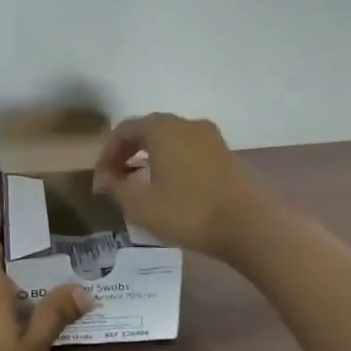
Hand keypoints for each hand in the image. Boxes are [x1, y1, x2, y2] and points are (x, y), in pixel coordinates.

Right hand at [91, 112, 260, 260]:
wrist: (249, 226)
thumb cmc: (187, 212)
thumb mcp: (140, 205)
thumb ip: (115, 188)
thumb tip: (103, 179)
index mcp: (162, 129)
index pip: (124, 130)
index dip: (107, 153)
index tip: (101, 179)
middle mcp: (185, 124)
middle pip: (147, 130)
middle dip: (127, 152)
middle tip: (116, 179)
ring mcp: (210, 137)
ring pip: (169, 140)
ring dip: (150, 156)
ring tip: (140, 184)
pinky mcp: (225, 154)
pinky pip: (188, 149)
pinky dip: (171, 161)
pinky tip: (169, 186)